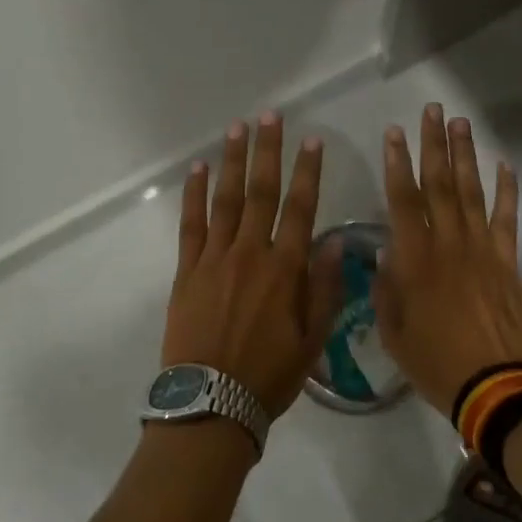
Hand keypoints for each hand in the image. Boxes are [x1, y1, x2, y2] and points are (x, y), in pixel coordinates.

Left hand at [162, 113, 342, 415]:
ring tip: (237, 129)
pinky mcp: (186, 270)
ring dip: (231, 161)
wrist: (211, 404)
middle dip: (268, 151)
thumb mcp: (313, 340)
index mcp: (285, 269)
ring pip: (225, 199)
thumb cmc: (269, 376)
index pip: (301, 208)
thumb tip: (335, 242)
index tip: (312, 140)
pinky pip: (190, 224)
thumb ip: (325, 289)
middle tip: (269, 116)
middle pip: (261, 192)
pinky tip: (196, 170)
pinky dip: (193, 195)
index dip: (308, 172)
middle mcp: (250, 253)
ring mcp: (214, 258)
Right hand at [374, 103, 521, 414]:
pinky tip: (504, 165)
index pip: (402, 198)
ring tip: (461, 123)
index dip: (396, 162)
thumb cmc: (434, 362)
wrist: (495, 386)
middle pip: (439, 183)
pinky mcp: (507, 261)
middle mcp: (448, 242)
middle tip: (433, 110)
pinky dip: (507, 190)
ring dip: (465, 155)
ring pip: (470, 191)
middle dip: (434, 143)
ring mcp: (482, 248)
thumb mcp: (392, 331)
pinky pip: (507, 218)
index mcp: (414, 258)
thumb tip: (386, 254)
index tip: (394, 132)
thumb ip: (386, 288)